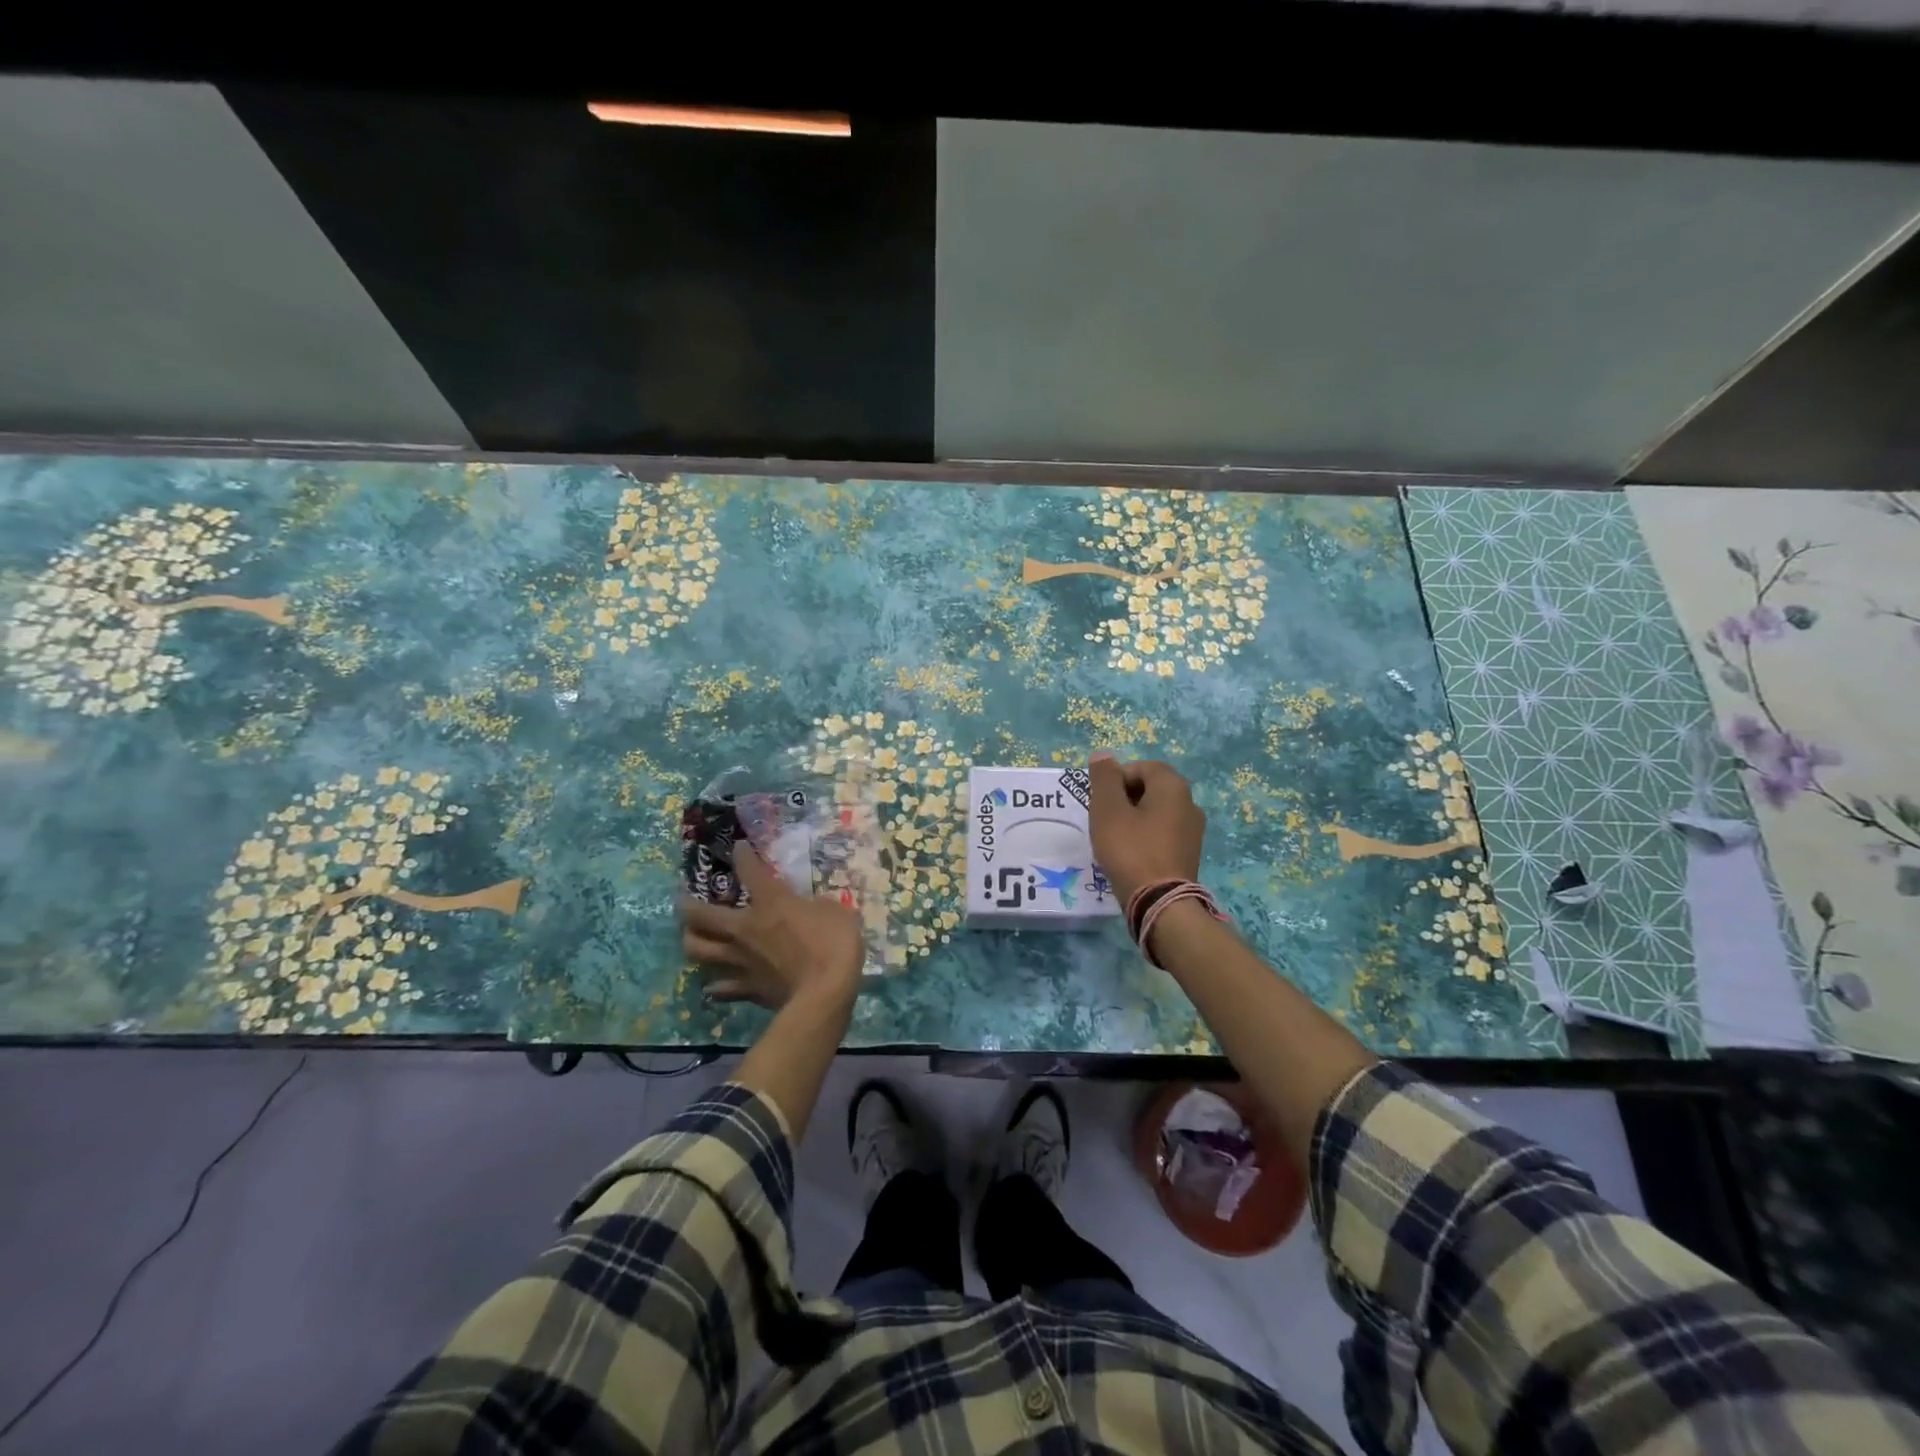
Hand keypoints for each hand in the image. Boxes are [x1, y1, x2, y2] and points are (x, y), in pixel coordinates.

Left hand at [681, 844, 864, 1008]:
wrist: (824, 994)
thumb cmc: (833, 944)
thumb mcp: (836, 912)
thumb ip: (818, 906)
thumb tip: (813, 908)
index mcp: (770, 902)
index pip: (749, 869)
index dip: (743, 855)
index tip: (739, 847)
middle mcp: (745, 928)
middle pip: (701, 915)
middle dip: (687, 905)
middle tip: (684, 901)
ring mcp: (740, 960)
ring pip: (698, 950)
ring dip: (691, 941)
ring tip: (692, 938)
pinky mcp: (745, 989)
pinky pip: (719, 988)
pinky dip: (715, 985)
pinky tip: (713, 985)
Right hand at [1087, 753, 1206, 904]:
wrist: (1160, 902)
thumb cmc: (1131, 850)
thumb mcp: (1108, 810)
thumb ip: (1104, 778)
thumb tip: (1103, 755)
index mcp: (1173, 786)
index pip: (1142, 767)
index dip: (1116, 779)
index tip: (1101, 801)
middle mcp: (1190, 803)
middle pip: (1151, 788)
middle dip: (1124, 798)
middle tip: (1104, 818)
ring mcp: (1193, 830)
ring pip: (1157, 811)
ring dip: (1134, 817)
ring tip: (1114, 837)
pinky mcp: (1190, 853)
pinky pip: (1163, 832)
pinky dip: (1146, 836)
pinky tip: (1131, 853)